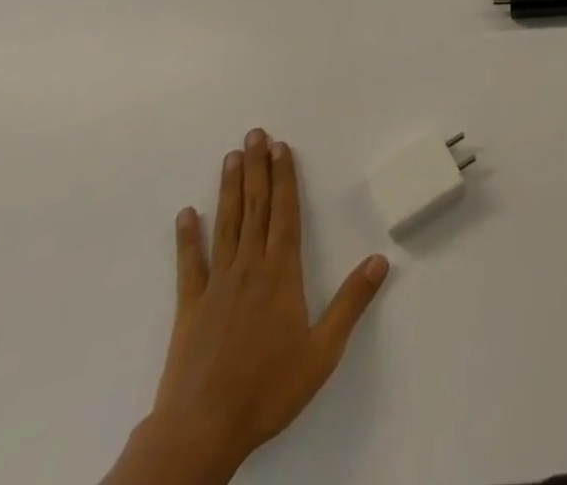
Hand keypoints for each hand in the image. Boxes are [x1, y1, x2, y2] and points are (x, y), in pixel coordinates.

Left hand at [109, 131, 389, 484]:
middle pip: (255, 208)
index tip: (281, 146)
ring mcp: (216, 286)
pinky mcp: (189, 309)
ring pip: (226, 225)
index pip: (285, 213)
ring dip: (229, 189)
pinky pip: (189, 266)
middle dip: (257, 169)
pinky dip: (187, 238)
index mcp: (281, 274)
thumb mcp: (322, 352)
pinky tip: (186, 214)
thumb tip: (381, 259)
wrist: (200, 433)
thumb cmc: (268, 390)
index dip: (285, 177)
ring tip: (230, 156)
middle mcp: (249, 268)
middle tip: (255, 134)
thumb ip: (351, 303)